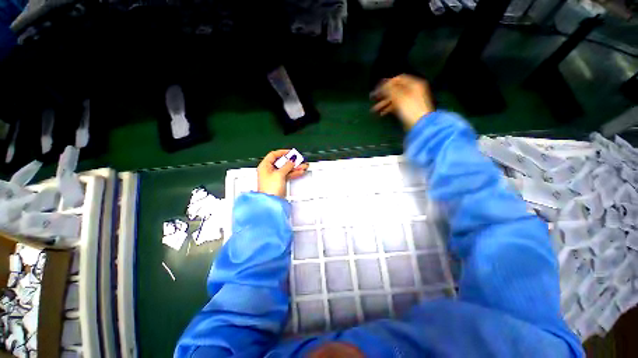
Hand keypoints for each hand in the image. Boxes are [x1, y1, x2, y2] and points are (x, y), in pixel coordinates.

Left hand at [258, 149, 309, 197]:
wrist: (270, 202)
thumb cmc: (269, 189)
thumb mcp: (279, 174)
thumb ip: (287, 165)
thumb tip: (291, 160)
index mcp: (264, 166)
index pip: (273, 155)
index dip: (283, 152)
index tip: (291, 153)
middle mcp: (268, 171)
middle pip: (281, 162)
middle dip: (291, 161)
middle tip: (299, 159)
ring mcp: (274, 177)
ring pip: (286, 169)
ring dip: (295, 167)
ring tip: (303, 166)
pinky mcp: (279, 182)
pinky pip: (287, 175)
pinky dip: (293, 173)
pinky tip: (300, 171)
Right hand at [372, 74, 434, 129]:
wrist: (420, 125)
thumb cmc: (410, 109)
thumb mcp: (399, 97)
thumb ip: (389, 89)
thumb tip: (382, 84)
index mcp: (413, 84)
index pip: (398, 79)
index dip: (387, 82)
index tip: (377, 87)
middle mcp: (412, 90)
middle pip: (395, 90)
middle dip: (383, 94)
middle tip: (372, 98)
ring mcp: (410, 101)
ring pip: (394, 99)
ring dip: (383, 103)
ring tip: (374, 109)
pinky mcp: (407, 110)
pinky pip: (396, 107)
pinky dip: (388, 109)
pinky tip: (381, 113)